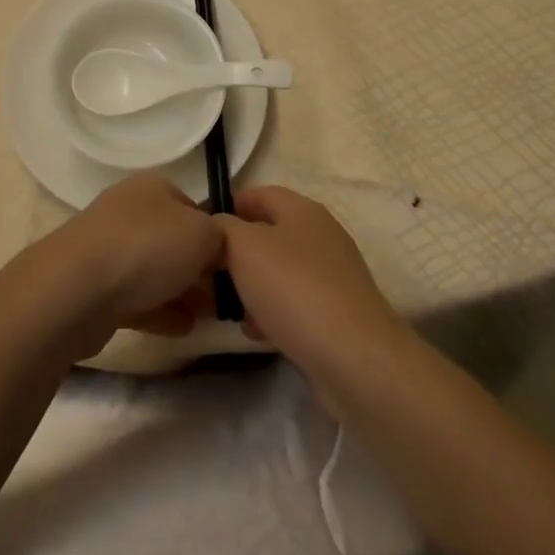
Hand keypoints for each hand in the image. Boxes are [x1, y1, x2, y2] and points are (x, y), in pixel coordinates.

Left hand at [43, 175, 224, 351]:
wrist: (78, 288)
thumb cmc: (148, 248)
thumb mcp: (204, 234)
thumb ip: (221, 238)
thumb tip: (219, 247)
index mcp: (154, 187)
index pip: (195, 208)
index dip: (217, 237)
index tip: (236, 268)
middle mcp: (130, 210)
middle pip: (175, 240)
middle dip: (200, 269)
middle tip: (225, 299)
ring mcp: (110, 247)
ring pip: (156, 270)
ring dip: (182, 292)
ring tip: (207, 318)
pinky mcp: (97, 286)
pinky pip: (137, 297)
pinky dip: (160, 311)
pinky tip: (181, 329)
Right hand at [215, 186, 400, 379]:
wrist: (356, 360)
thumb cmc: (294, 289)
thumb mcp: (242, 247)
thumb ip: (221, 229)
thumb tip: (216, 229)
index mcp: (301, 209)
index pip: (254, 194)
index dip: (224, 208)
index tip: (198, 235)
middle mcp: (319, 235)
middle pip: (266, 234)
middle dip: (235, 254)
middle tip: (207, 276)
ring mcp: (332, 276)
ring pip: (278, 271)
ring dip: (251, 286)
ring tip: (228, 310)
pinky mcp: (337, 314)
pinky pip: (294, 303)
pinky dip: (272, 312)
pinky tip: (256, 333)